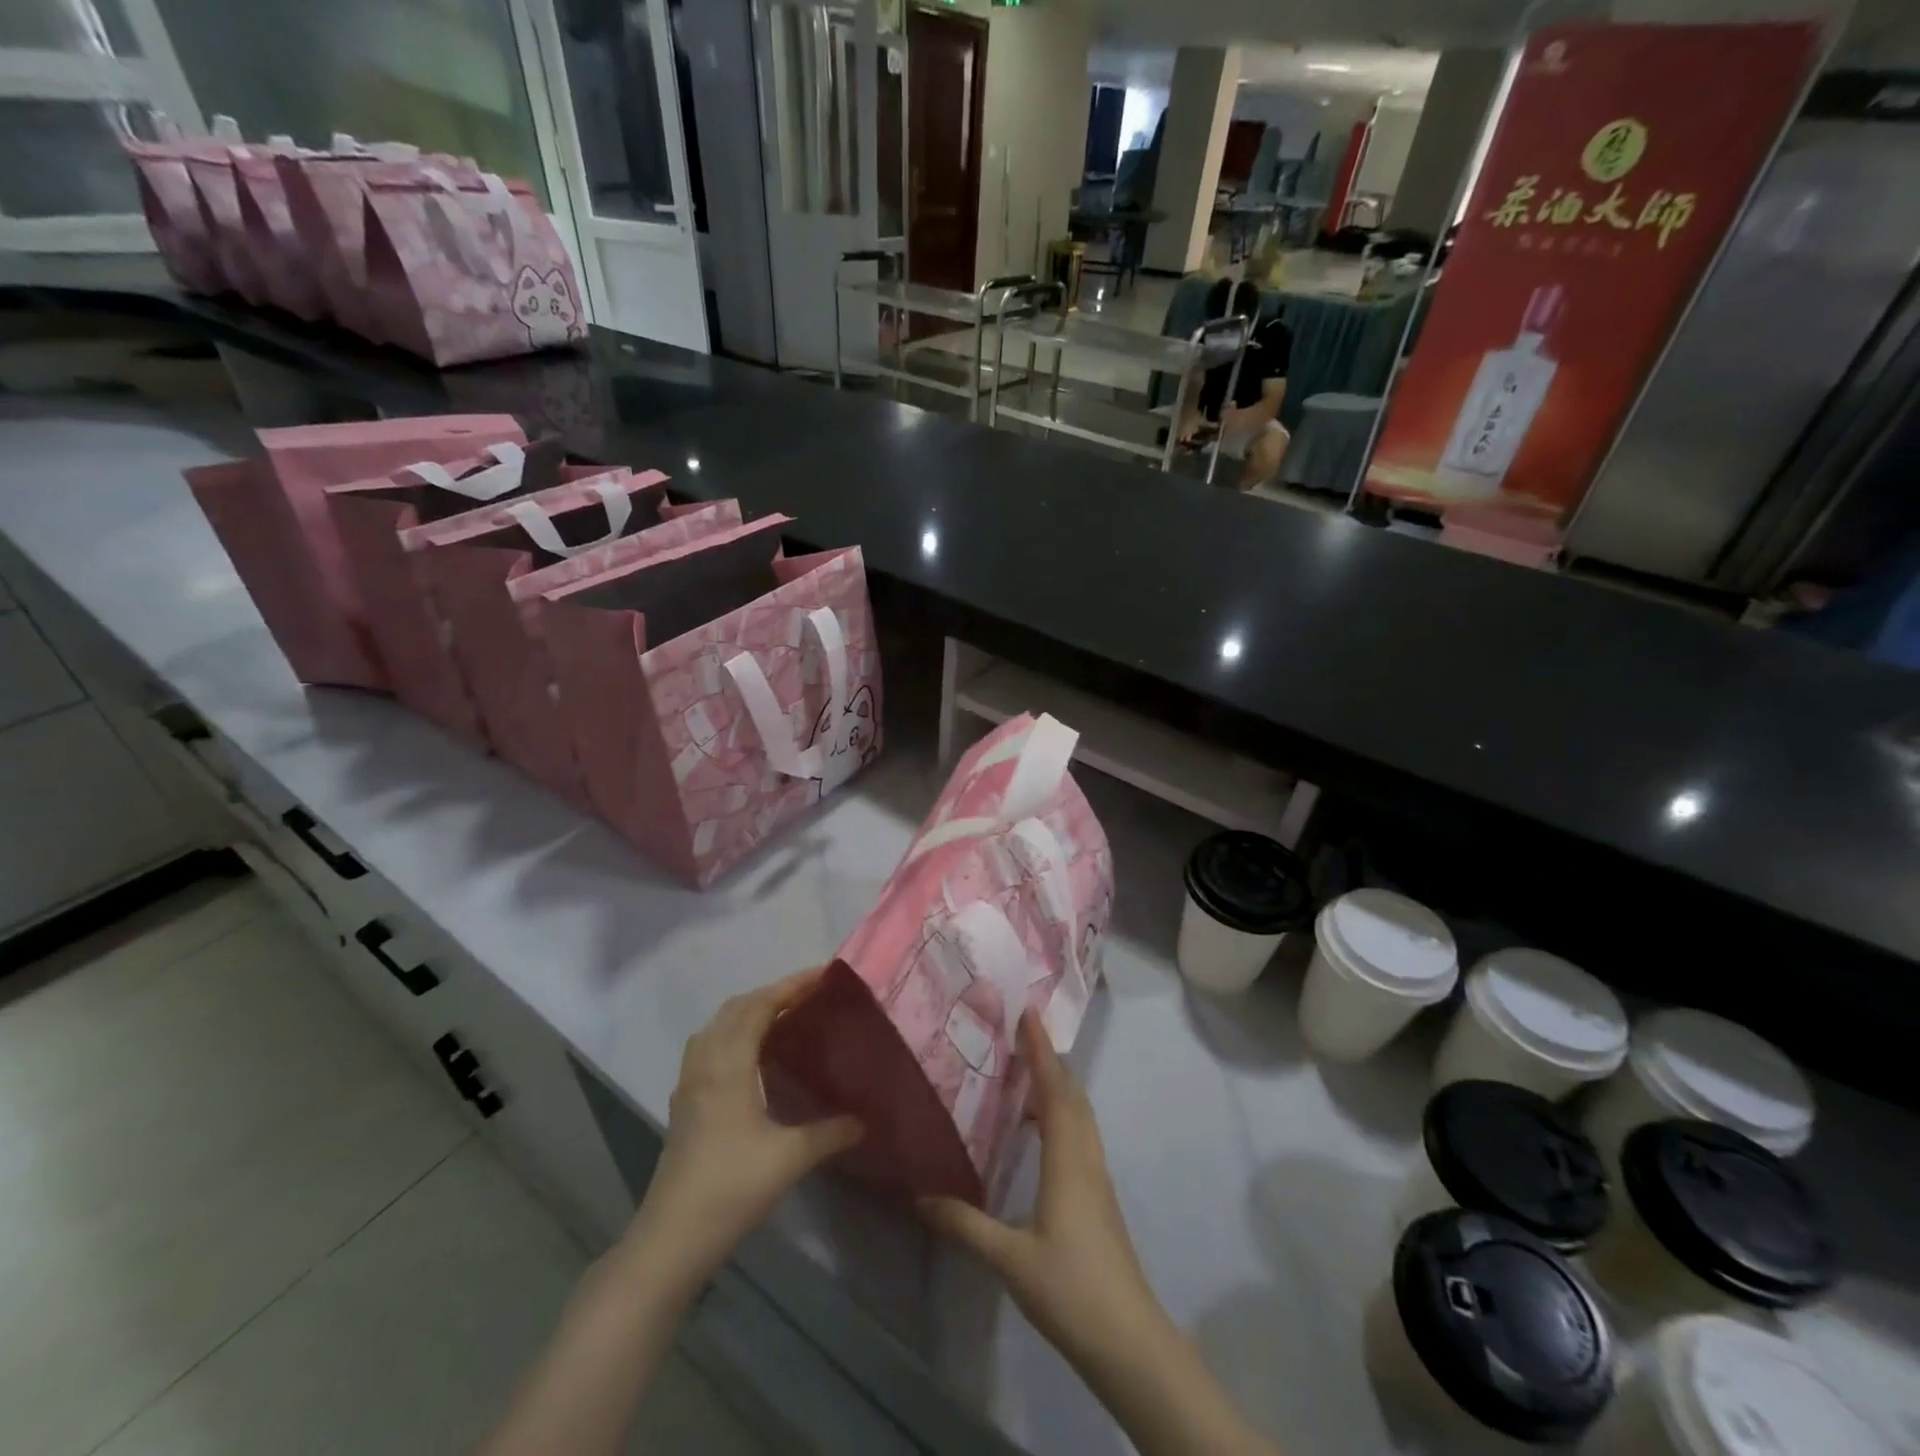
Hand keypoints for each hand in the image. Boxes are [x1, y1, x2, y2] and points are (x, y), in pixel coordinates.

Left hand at [629, 969, 862, 1287]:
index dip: (791, 986)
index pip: (759, 1005)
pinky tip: (753, 1058)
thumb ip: (830, 1132)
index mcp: (728, 1064)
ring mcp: (689, 1083)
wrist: (672, 1238)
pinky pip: (708, 1048)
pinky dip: (733, 1035)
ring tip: (784, 1019)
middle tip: (810, 996)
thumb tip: (864, 1120)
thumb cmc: (732, 1186)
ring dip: (749, 1012)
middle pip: (736, 1008)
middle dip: (773, 994)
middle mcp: (705, 1062)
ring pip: (718, 1026)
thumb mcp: (791, 1157)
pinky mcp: (684, 1103)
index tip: (824, 975)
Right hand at [920, 1011, 1168, 1367]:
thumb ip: (965, 1224)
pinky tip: (1039, 1135)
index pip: (1055, 1089)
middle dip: (1049, 1060)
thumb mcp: (1009, 1259)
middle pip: (1072, 1094)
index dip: (1041, 1050)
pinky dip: (1061, 1116)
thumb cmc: (1070, 1288)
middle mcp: (1086, 1157)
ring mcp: (1097, 1178)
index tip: (1029, 1014)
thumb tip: (921, 1196)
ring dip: (1057, 1087)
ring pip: (1080, 1116)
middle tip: (1020, 1036)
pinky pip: (1081, 1137)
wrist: (1129, 1340)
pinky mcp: (1100, 1197)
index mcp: (1067, 1159)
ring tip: (1025, 1076)